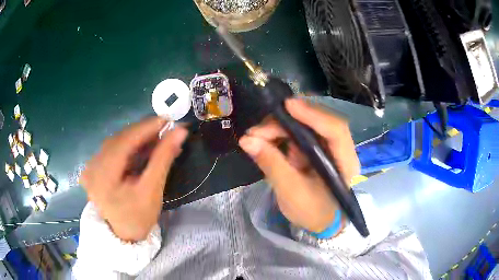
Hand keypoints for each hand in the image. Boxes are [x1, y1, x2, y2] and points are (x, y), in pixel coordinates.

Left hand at [81, 117, 187, 241]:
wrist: (123, 235)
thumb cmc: (138, 218)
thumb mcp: (152, 190)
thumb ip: (164, 158)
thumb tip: (180, 132)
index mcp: (102, 175)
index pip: (124, 141)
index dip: (146, 127)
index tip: (167, 119)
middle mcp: (92, 166)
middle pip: (119, 140)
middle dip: (143, 133)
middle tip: (165, 131)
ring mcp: (90, 167)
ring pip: (116, 143)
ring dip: (136, 139)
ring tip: (156, 140)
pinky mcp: (93, 168)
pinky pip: (112, 150)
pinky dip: (128, 147)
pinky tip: (140, 149)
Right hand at [239, 99, 359, 232]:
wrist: (320, 222)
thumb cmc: (312, 212)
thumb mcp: (289, 191)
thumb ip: (271, 163)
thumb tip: (246, 140)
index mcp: (345, 163)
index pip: (336, 130)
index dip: (313, 115)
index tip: (287, 107)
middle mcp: (340, 149)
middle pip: (318, 122)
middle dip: (286, 121)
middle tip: (258, 131)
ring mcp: (328, 147)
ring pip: (305, 125)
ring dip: (280, 126)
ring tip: (256, 136)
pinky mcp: (316, 148)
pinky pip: (299, 133)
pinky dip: (281, 133)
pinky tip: (265, 139)